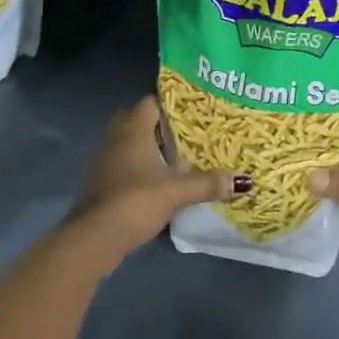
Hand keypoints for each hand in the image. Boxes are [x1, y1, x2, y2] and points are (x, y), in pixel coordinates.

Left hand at [68, 96, 245, 268]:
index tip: (191, 113)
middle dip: (156, 126)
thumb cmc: (136, 200)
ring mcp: (103, 158)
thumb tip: (243, 180)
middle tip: (182, 136)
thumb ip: (208, 183)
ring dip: (144, 147)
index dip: (170, 105)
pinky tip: (152, 181)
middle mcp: (115, 136)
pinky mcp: (98, 180)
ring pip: (126, 141)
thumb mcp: (177, 192)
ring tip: (171, 158)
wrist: (94, 237)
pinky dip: (134, 165)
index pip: (151, 102)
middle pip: (136, 119)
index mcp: (133, 128)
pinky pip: (119, 161)